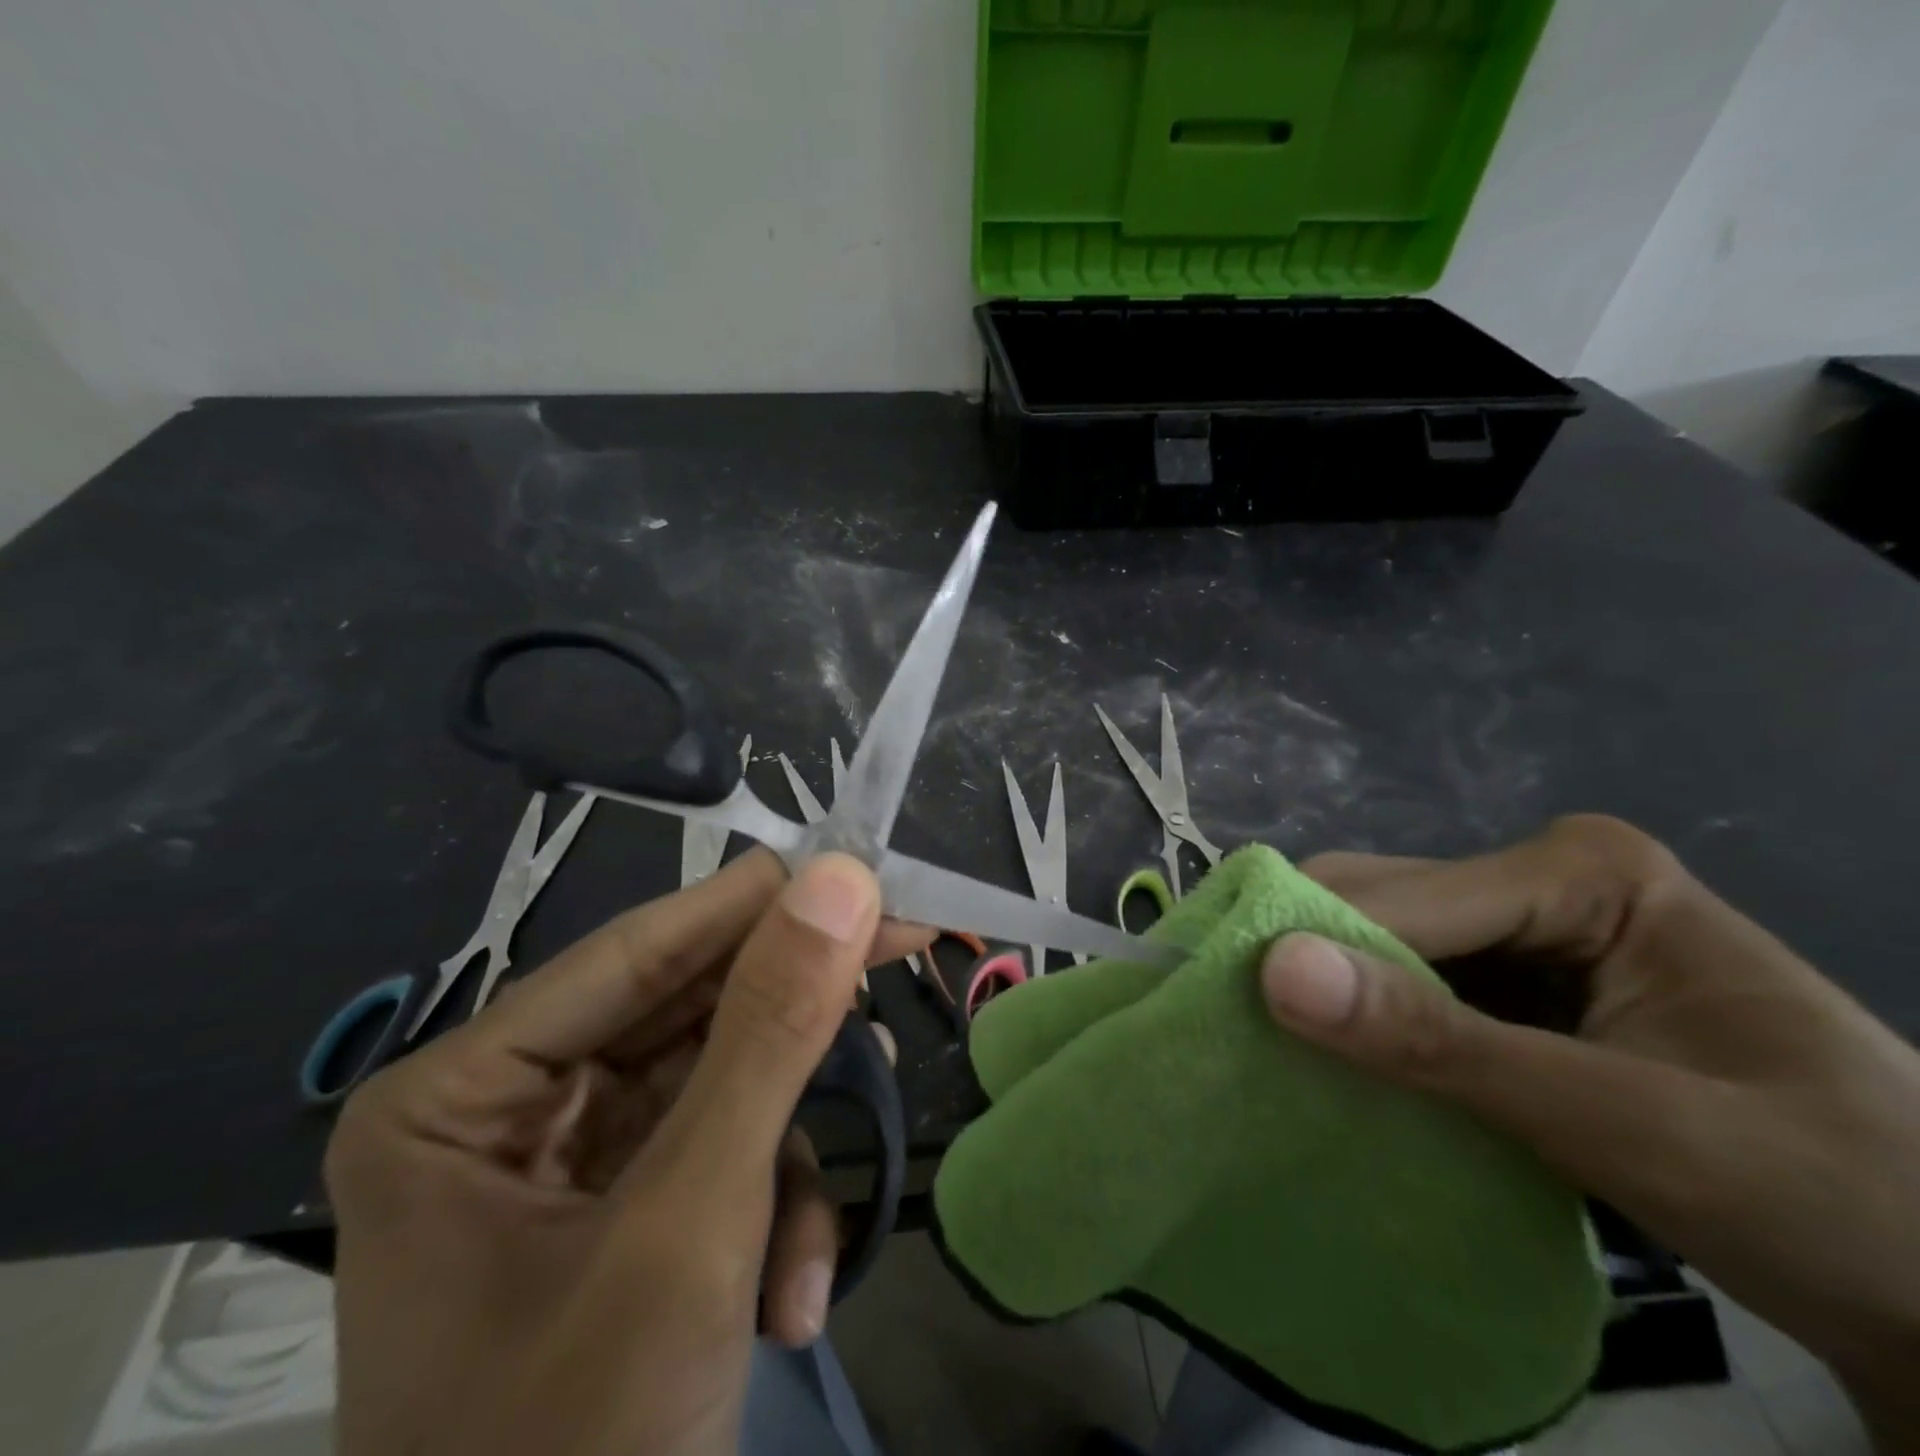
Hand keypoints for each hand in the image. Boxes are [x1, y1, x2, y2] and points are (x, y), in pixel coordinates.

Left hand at [325, 849, 924, 1455]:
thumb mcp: (691, 1225)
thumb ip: (769, 1035)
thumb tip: (842, 881)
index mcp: (462, 1092)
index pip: (638, 951)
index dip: (757, 903)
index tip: (861, 865)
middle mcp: (510, 1106)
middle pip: (687, 1011)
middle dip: (793, 1018)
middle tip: (904, 949)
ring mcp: (572, 1160)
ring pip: (720, 1080)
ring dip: (787, 1146)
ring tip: (819, 1220)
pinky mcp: (628, 1207)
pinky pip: (721, 1152)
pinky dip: (771, 1209)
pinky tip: (793, 1293)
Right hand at [1259, 816, 1919, 1450]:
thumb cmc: (1841, 1201)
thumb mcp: (1634, 1126)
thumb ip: (1446, 1047)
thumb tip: (1276, 973)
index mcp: (1583, 871)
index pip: (1407, 896)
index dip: (1314, 945)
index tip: (1224, 1003)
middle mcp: (1540, 878)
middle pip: (1382, 904)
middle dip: (1315, 965)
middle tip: (1241, 1033)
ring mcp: (1525, 929)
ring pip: (1381, 942)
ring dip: (1331, 996)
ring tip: (1273, 1050)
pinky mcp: (1513, 983)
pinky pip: (1407, 986)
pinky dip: (1365, 1024)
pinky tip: (1342, 1062)